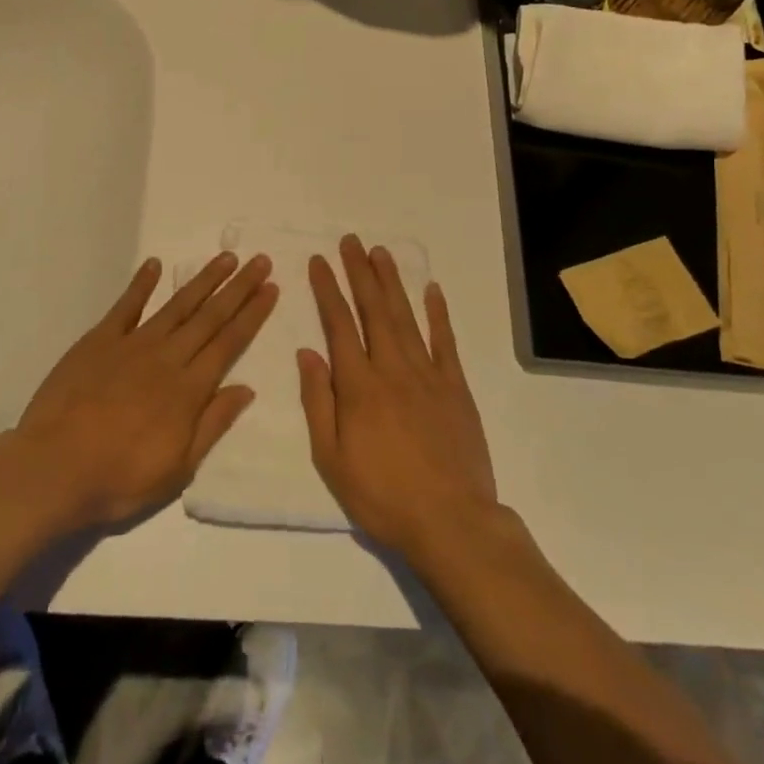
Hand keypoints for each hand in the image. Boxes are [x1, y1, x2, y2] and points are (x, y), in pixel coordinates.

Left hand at [10, 251, 276, 530]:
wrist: (53, 469)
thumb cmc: (119, 478)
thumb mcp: (177, 469)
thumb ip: (213, 424)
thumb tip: (247, 389)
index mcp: (189, 389)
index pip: (229, 342)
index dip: (253, 314)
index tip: (271, 288)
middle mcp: (167, 357)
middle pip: (210, 316)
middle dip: (238, 288)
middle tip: (260, 260)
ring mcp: (132, 344)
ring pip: (176, 305)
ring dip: (203, 280)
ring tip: (226, 258)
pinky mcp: (99, 340)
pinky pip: (125, 306)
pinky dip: (141, 283)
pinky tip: (155, 264)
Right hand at [298, 235, 497, 561]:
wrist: (451, 522)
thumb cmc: (382, 495)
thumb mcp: (331, 458)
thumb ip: (318, 401)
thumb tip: (308, 352)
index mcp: (359, 385)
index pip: (338, 324)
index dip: (328, 289)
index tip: (319, 261)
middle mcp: (392, 368)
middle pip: (373, 309)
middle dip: (360, 272)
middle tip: (351, 241)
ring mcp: (428, 375)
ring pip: (406, 317)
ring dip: (392, 282)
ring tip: (381, 252)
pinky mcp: (456, 388)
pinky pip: (446, 342)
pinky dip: (438, 314)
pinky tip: (432, 290)